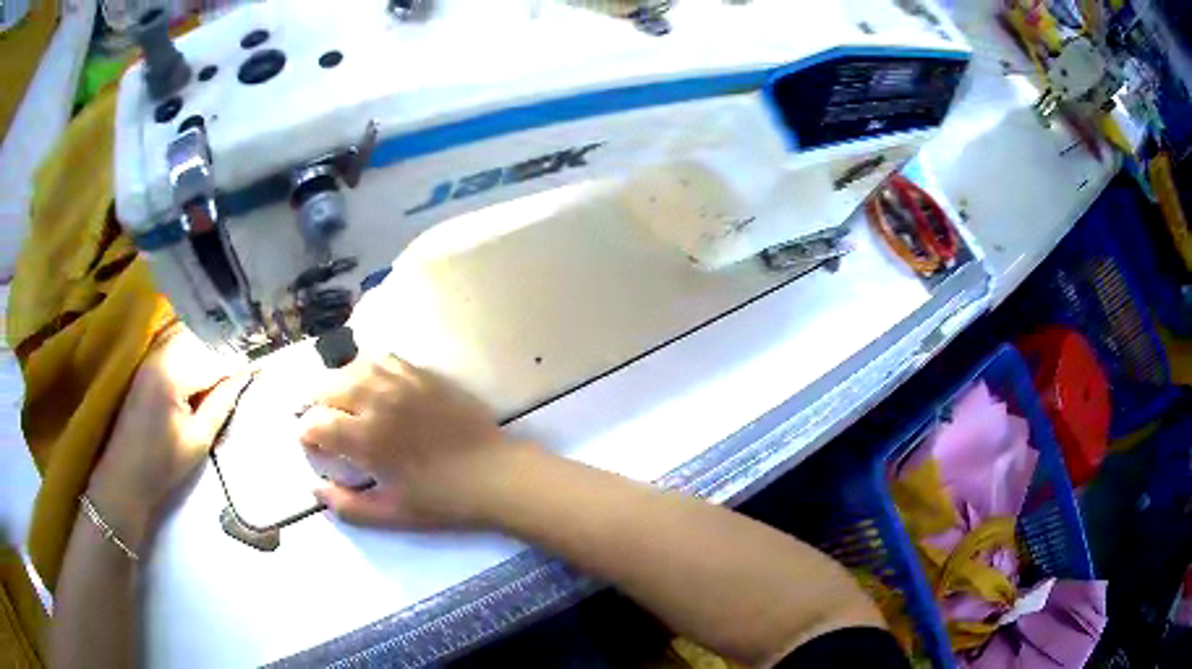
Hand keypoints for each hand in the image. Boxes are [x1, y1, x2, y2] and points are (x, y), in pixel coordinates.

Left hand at [88, 327, 249, 550]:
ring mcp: (151, 353)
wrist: (124, 475)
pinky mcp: (147, 360)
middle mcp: (161, 352)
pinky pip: (175, 340)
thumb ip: (222, 402)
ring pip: (189, 332)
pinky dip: (193, 345)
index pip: (216, 356)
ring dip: (210, 342)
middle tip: (247, 361)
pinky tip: (203, 362)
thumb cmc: (163, 465)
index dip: (240, 360)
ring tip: (228, 362)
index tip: (262, 364)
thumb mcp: (199, 440)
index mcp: (174, 372)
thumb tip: (245, 373)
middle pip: (202, 335)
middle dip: (226, 345)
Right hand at [299, 354, 524, 528]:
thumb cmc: (444, 501)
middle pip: (328, 387)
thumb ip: (348, 506)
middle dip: (314, 403)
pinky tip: (370, 382)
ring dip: (338, 381)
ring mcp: (402, 382)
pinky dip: (368, 367)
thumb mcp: (392, 514)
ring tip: (337, 398)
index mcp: (366, 437)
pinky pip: (385, 359)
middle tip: (318, 419)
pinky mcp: (423, 375)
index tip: (309, 443)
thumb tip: (315, 490)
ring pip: (354, 367)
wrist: (496, 474)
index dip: (305, 432)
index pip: (317, 423)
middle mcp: (378, 400)